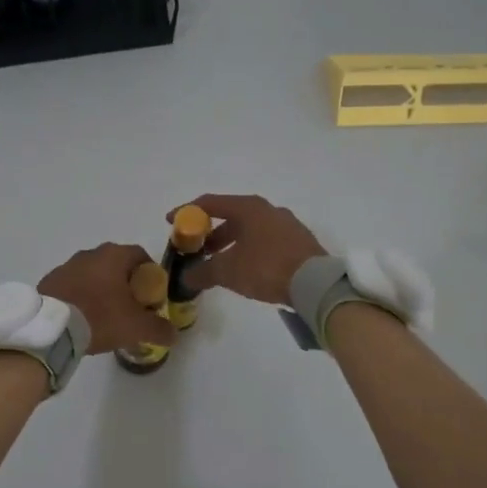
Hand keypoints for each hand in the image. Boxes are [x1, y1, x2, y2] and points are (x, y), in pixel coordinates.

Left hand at [38, 244, 178, 355]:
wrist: (51, 328)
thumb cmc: (100, 317)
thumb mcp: (136, 327)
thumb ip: (159, 329)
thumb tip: (173, 334)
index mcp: (114, 256)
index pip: (140, 255)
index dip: (150, 274)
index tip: (152, 294)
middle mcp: (90, 254)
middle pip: (116, 264)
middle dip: (126, 282)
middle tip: (131, 306)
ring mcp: (67, 265)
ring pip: (93, 274)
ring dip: (102, 289)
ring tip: (105, 315)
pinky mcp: (50, 281)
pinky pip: (73, 286)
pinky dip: (81, 296)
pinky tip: (82, 317)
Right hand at [175, 194, 326, 305]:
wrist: (315, 284)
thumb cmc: (266, 268)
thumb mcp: (228, 271)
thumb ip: (203, 272)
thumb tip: (185, 277)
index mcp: (248, 208)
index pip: (210, 203)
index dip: (187, 212)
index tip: (171, 222)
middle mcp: (268, 209)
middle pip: (231, 216)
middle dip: (210, 233)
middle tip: (197, 249)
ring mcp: (286, 224)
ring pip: (249, 229)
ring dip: (230, 243)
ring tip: (219, 263)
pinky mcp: (299, 241)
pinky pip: (265, 240)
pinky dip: (249, 249)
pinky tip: (246, 269)